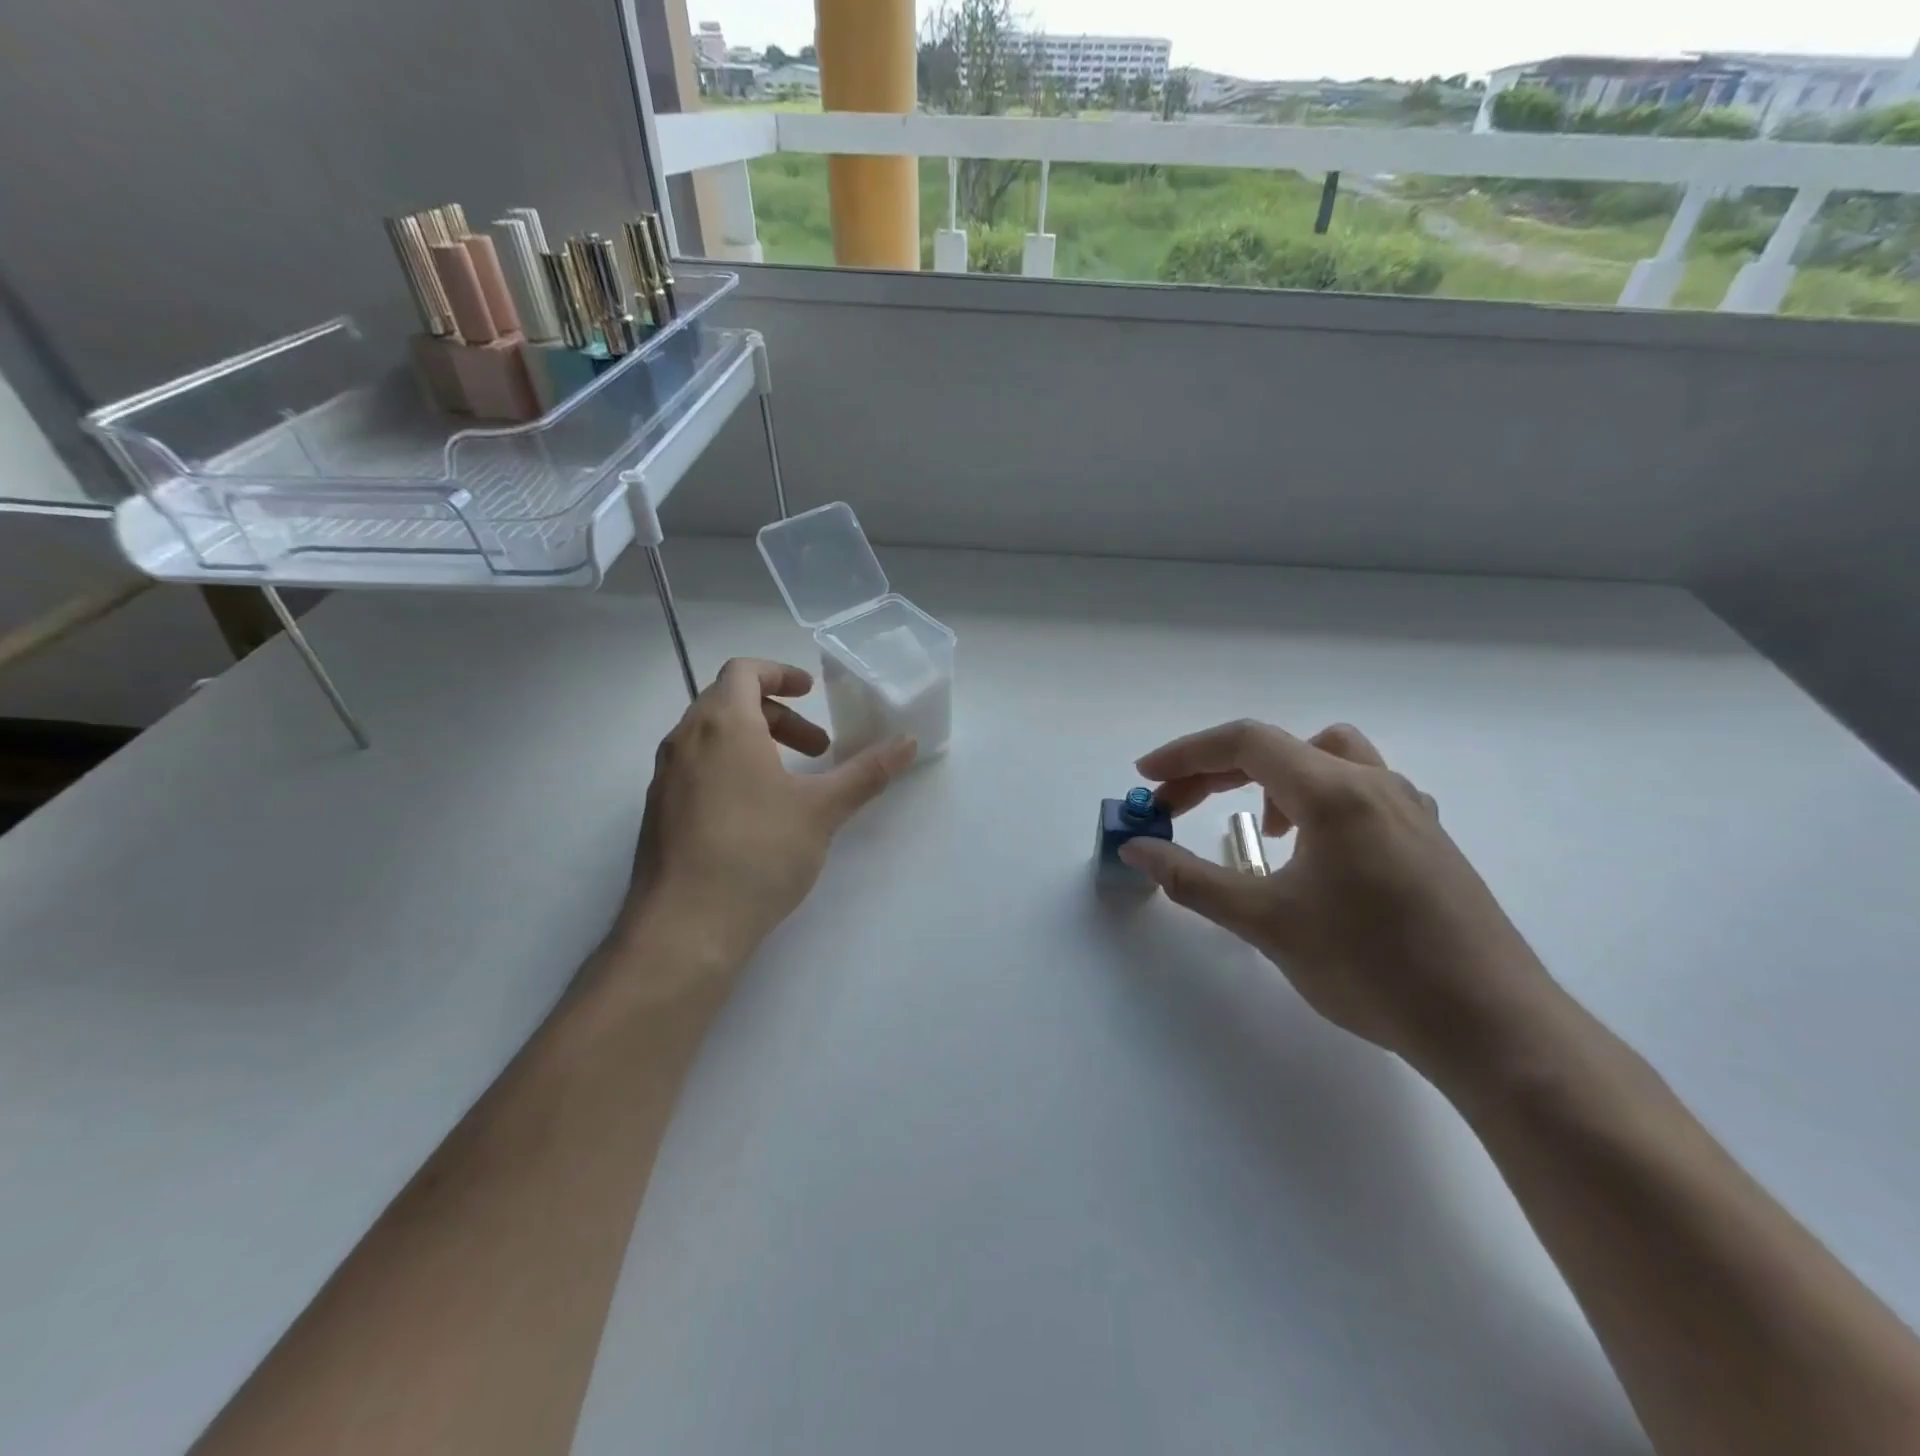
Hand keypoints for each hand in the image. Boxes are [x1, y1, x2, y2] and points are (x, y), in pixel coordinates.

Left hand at [614, 658, 914, 985]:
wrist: (685, 927)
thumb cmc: (758, 852)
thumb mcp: (823, 810)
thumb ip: (867, 772)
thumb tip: (908, 742)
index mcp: (722, 724)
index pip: (743, 671)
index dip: (780, 673)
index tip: (811, 693)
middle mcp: (685, 740)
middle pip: (729, 703)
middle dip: (778, 717)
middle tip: (817, 748)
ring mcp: (664, 778)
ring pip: (711, 738)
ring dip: (755, 744)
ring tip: (791, 783)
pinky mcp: (657, 813)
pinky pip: (696, 770)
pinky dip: (730, 769)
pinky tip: (756, 816)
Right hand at [1119, 719, 1557, 1076]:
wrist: (1492, 1027)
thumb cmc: (1371, 968)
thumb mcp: (1266, 923)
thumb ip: (1192, 879)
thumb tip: (1136, 849)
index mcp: (1335, 792)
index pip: (1245, 742)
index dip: (1186, 754)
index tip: (1146, 779)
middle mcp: (1374, 783)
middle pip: (1280, 747)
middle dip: (1217, 770)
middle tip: (1176, 807)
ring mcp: (1409, 808)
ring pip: (1328, 758)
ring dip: (1274, 778)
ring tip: (1259, 829)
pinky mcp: (1427, 837)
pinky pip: (1359, 789)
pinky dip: (1316, 799)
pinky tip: (1314, 852)